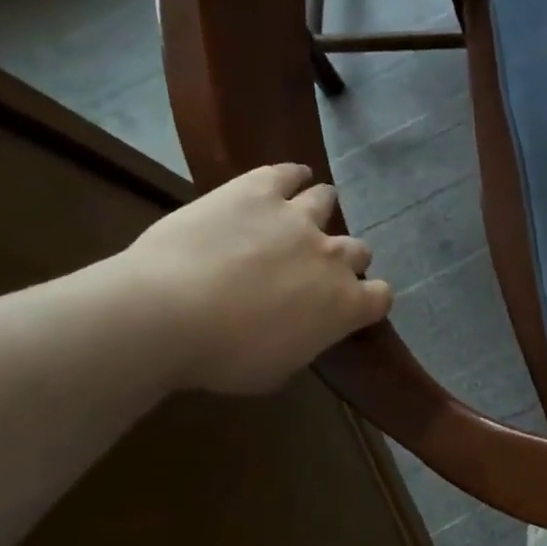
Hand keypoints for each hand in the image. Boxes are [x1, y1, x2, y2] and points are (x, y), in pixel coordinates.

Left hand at [107, 163, 392, 395]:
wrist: (167, 314)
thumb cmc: (222, 358)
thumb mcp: (275, 371)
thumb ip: (302, 345)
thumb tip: (299, 334)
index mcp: (343, 305)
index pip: (380, 296)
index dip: (368, 300)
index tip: (350, 305)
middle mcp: (332, 257)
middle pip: (358, 249)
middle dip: (342, 259)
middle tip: (314, 267)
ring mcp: (297, 218)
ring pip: (326, 201)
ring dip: (321, 209)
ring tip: (304, 214)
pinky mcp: (258, 191)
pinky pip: (287, 173)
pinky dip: (293, 175)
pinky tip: (293, 176)